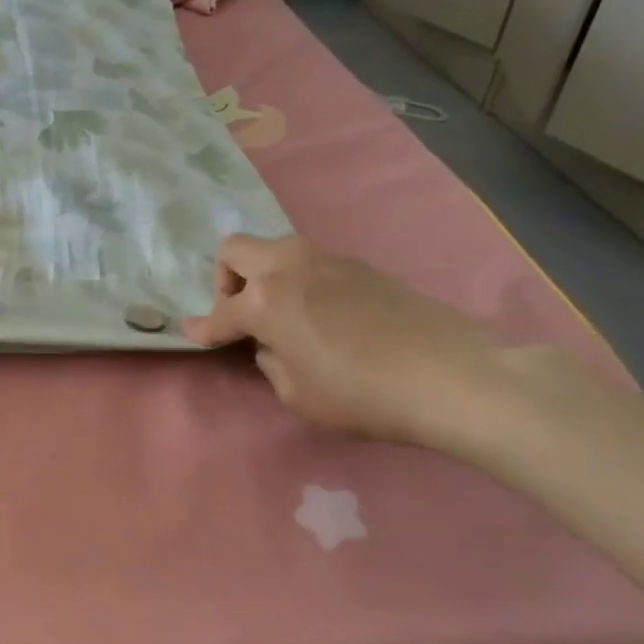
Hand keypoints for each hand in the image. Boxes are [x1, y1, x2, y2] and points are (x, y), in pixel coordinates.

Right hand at [181, 234, 524, 448]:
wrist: (452, 375)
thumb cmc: (361, 394)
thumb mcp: (296, 394)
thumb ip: (270, 361)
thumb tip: (272, 344)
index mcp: (264, 301)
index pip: (219, 313)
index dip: (202, 328)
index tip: (191, 334)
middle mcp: (288, 267)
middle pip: (235, 249)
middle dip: (226, 280)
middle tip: (241, 315)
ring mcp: (328, 260)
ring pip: (276, 250)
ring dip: (265, 276)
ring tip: (283, 315)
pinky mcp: (361, 266)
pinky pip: (311, 263)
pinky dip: (300, 281)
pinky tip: (322, 315)